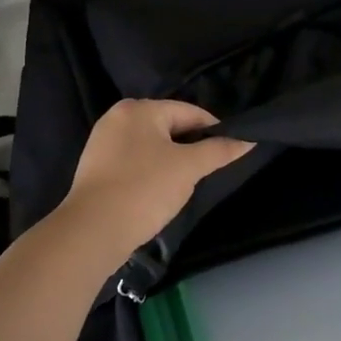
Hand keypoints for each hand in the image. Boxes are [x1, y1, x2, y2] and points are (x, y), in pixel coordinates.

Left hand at [62, 100, 253, 250]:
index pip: (189, 112)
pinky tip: (158, 193)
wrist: (92, 231)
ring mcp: (103, 143)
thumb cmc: (144, 189)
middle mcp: (118, 117)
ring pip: (152, 146)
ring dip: (172, 162)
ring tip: (185, 185)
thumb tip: (248, 140)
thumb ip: (219, 151)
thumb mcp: (189, 168)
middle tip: (207, 172)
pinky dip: (151, 172)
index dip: (215, 131)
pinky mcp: (96, 168)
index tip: (230, 152)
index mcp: (139, 109)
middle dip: (191, 148)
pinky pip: (135, 162)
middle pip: (170, 127)